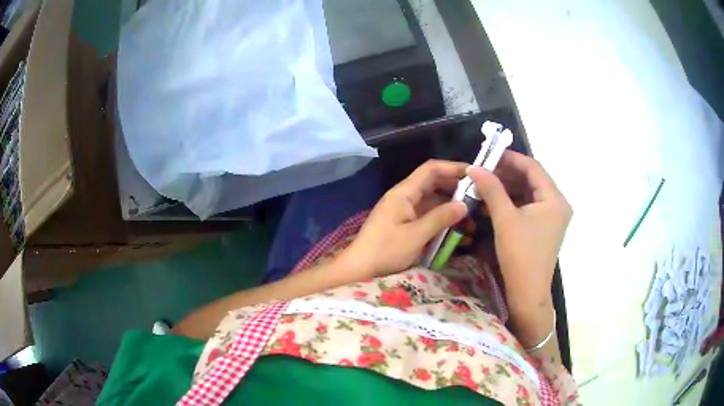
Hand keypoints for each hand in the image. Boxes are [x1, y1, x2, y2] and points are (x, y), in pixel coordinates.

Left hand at [342, 160, 468, 278]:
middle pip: (434, 185)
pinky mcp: (405, 226)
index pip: (431, 169)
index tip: (474, 174)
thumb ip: (440, 218)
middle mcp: (405, 198)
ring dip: (452, 211)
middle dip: (456, 191)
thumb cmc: (385, 251)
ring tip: (472, 223)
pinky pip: (428, 219)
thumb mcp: (415, 235)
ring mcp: (405, 212)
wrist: (359, 270)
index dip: (453, 168)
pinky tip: (458, 236)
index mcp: (404, 193)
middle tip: (478, 201)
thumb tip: (464, 205)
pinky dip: (443, 224)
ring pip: (433, 203)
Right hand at [467, 151, 570, 343]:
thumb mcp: (505, 219)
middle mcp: (557, 204)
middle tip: (483, 169)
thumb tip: (474, 167)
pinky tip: (492, 200)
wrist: (527, 293)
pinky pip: (528, 206)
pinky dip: (512, 201)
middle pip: (532, 179)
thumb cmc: (520, 255)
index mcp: (554, 199)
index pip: (533, 167)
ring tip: (484, 182)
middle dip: (507, 173)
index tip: (488, 154)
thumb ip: (491, 189)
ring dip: (508, 187)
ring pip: (528, 192)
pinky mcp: (544, 227)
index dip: (511, 158)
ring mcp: (552, 216)